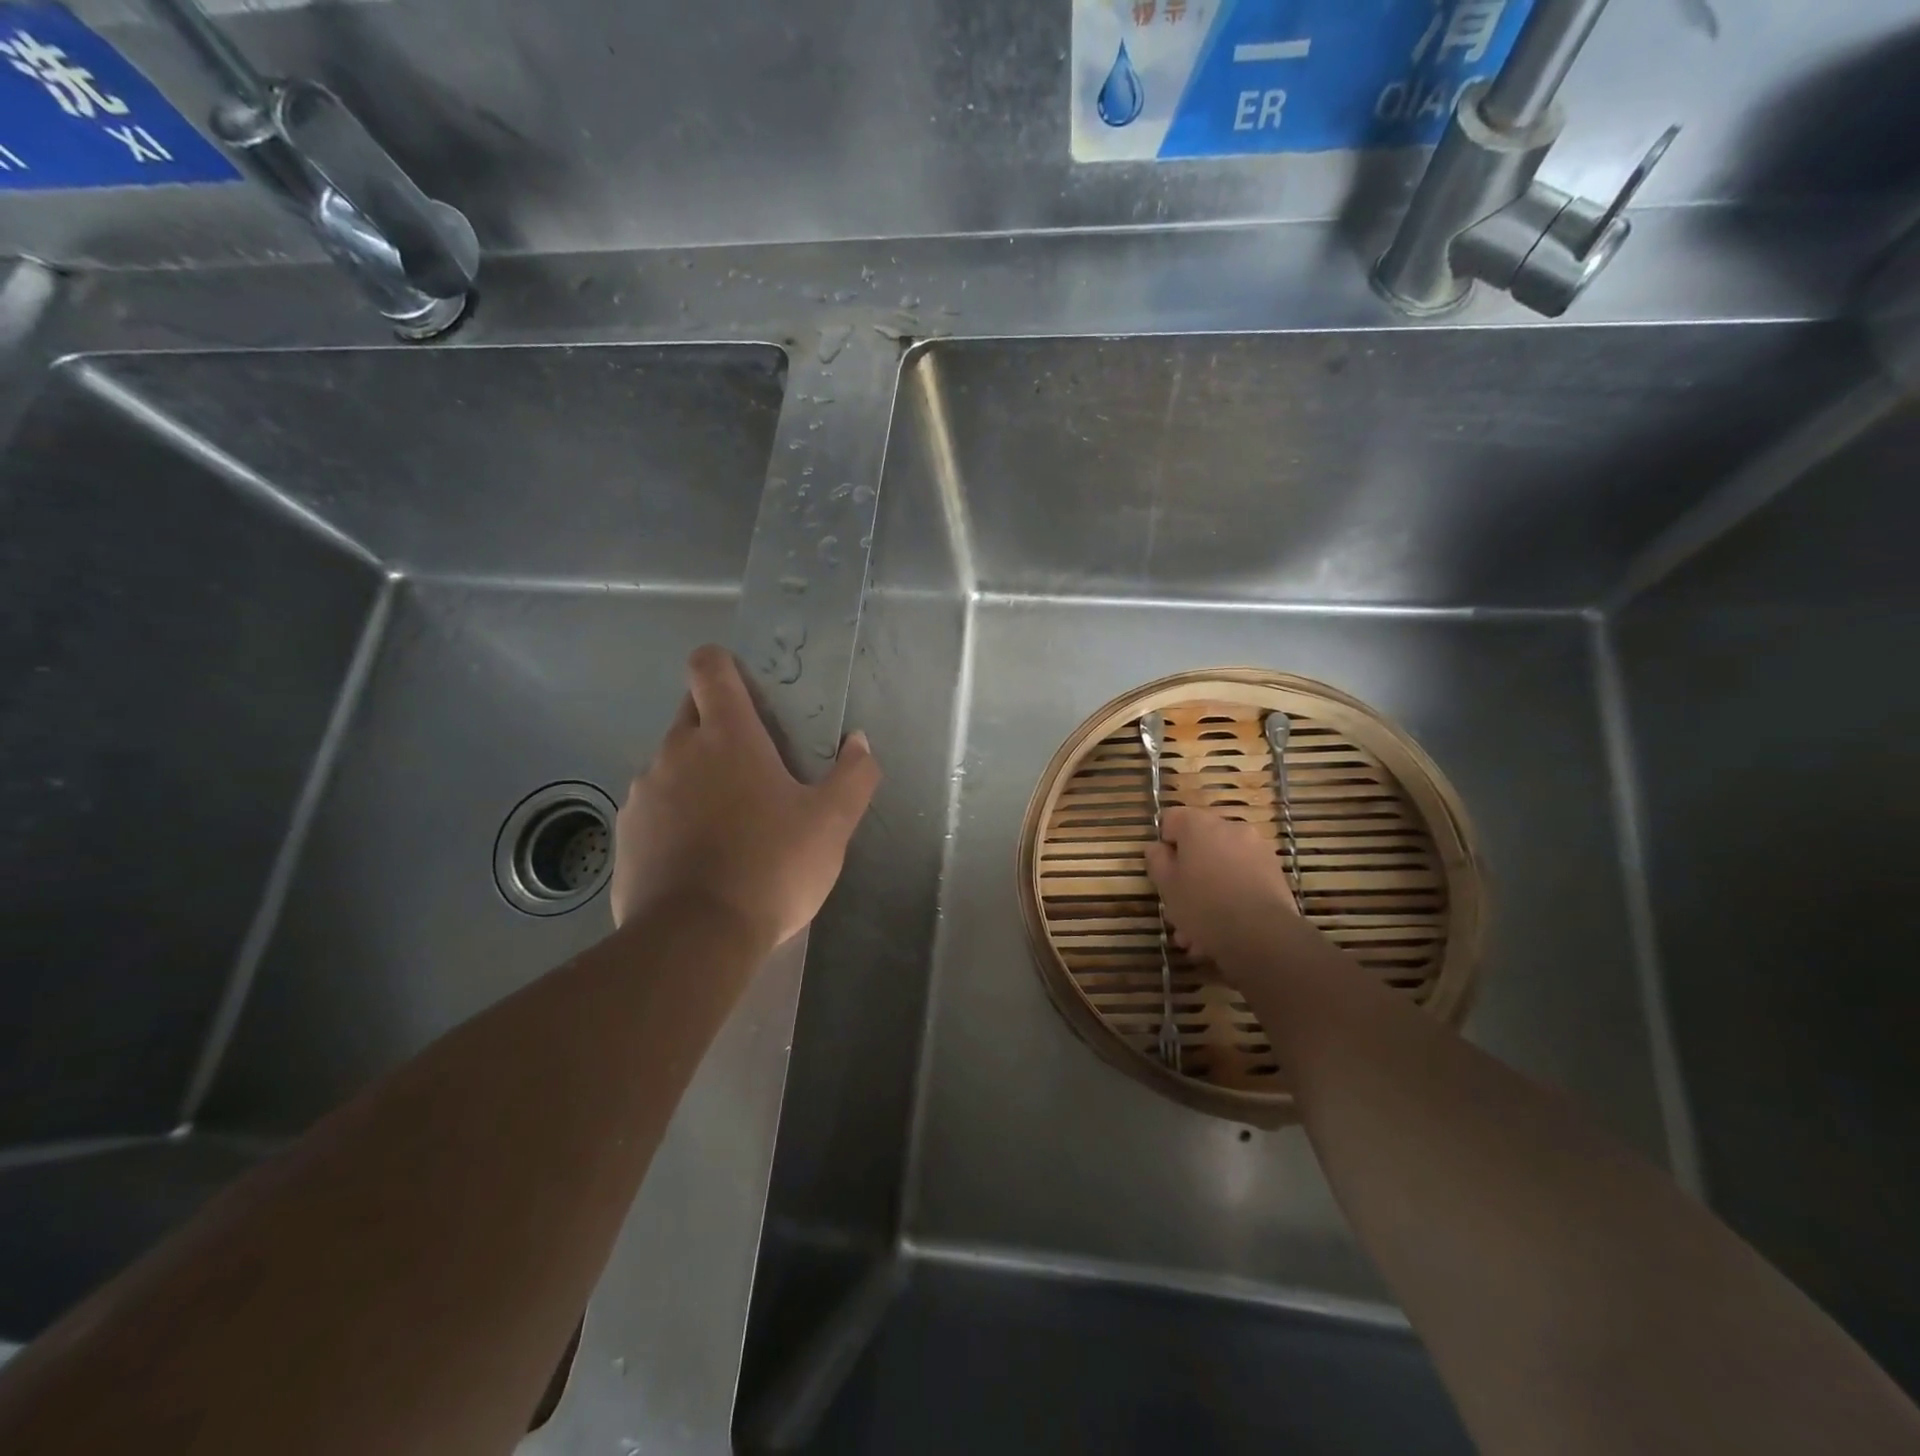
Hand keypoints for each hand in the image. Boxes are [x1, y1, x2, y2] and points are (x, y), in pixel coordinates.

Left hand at [612, 645, 880, 945]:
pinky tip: (697, 854)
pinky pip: (652, 806)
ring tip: (727, 819)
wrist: (695, 938)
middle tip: (752, 762)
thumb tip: (858, 742)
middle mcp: (676, 751)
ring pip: (670, 762)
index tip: (745, 686)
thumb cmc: (771, 867)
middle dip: (716, 723)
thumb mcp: (832, 824)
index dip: (723, 664)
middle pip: (689, 711)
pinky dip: (673, 815)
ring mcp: (643, 791)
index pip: (709, 667)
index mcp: (727, 736)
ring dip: (695, 774)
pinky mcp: (625, 832)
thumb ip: (854, 775)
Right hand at [1144, 806, 1298, 966]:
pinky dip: (1231, 897)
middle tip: (1178, 904)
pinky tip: (1221, 932)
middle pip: (1200, 844)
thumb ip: (1157, 860)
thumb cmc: (1203, 905)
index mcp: (1199, 825)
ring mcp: (1256, 849)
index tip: (1163, 869)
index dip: (1164, 842)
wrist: (1262, 934)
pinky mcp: (1274, 872)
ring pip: (1221, 866)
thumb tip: (1158, 847)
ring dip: (1209, 890)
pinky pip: (1242, 880)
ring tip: (1198, 933)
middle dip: (1188, 873)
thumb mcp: (1166, 885)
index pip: (1172, 818)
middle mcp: (1230, 828)